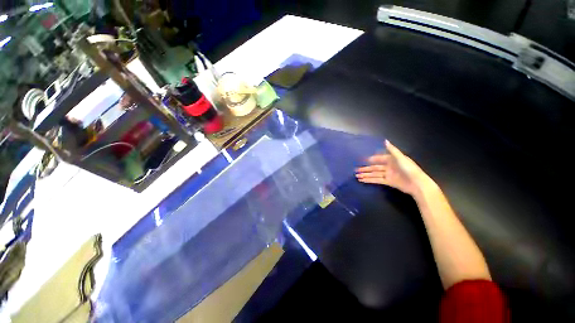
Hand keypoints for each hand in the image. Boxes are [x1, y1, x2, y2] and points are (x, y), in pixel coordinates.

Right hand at [355, 140, 432, 195]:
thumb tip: (385, 140)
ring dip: (366, 175)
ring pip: (374, 174)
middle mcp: (389, 167)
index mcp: (392, 160)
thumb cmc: (409, 169)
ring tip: (357, 176)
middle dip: (366, 168)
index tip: (363, 160)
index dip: (371, 159)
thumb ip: (392, 150)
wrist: (417, 184)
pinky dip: (369, 180)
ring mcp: (388, 175)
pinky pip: (377, 180)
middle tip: (356, 169)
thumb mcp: (400, 157)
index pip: (379, 159)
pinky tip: (363, 180)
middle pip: (375, 167)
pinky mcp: (388, 182)